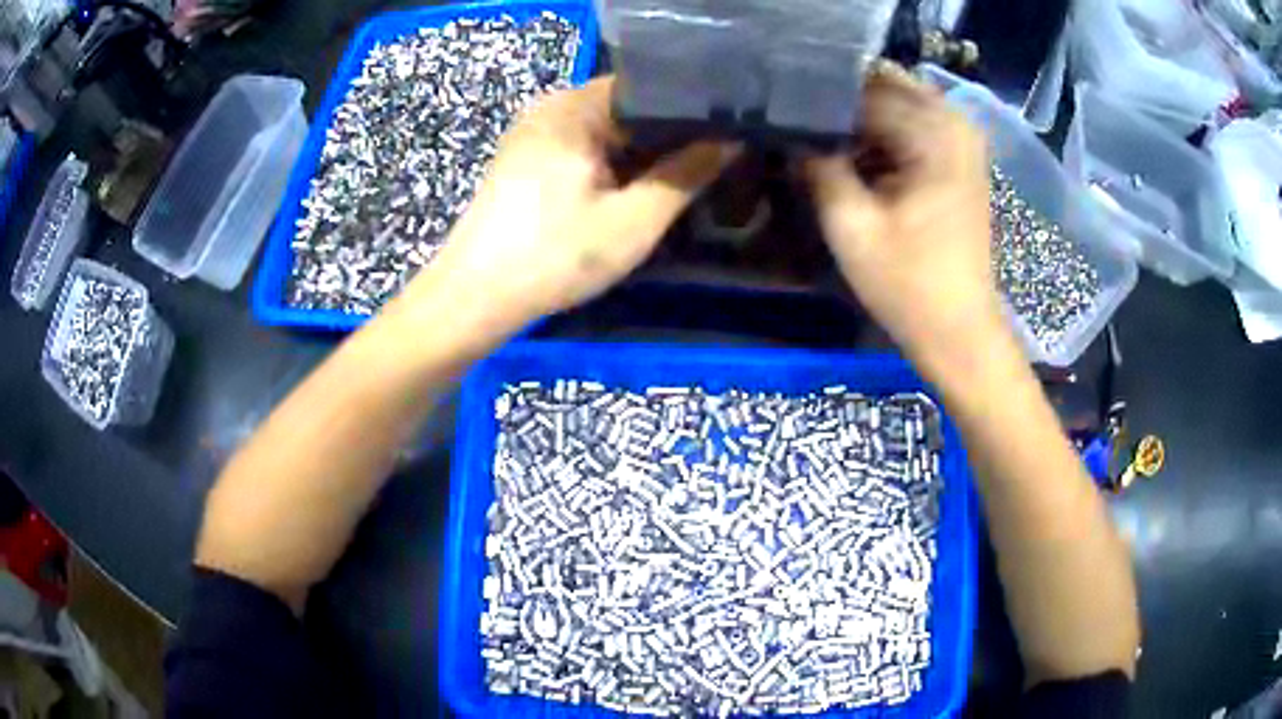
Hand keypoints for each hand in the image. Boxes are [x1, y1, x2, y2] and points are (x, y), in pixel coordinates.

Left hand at [424, 75, 735, 332]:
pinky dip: (610, 162)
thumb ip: (686, 176)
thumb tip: (730, 141)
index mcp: (575, 107)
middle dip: (666, 134)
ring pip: (605, 129)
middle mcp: (551, 106)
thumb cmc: (556, 255)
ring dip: (639, 152)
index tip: (725, 133)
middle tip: (711, 160)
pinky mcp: (524, 158)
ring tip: (681, 174)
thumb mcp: (634, 220)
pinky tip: (631, 188)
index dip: (690, 110)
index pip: (649, 86)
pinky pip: (582, 146)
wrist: (475, 296)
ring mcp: (533, 131)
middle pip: (626, 106)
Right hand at [804, 64, 1010, 375]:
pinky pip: (913, 119)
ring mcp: (961, 137)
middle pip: (882, 82)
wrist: (960, 329)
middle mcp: (953, 120)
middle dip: (839, 96)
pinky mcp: (960, 156)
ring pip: (897, 97)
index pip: (861, 88)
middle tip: (798, 117)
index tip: (777, 106)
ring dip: (859, 112)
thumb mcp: (851, 227)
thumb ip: (817, 166)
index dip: (816, 96)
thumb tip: (790, 131)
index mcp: (932, 132)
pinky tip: (852, 149)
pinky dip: (882, 128)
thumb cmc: (909, 285)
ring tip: (819, 132)